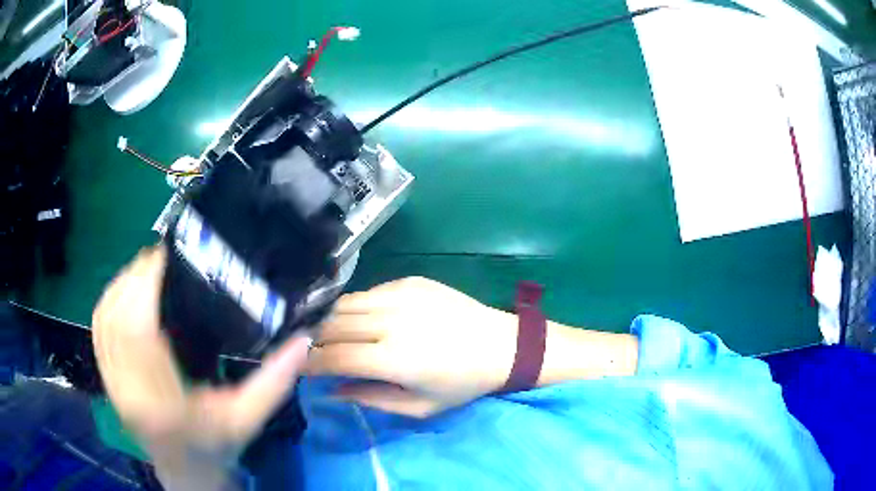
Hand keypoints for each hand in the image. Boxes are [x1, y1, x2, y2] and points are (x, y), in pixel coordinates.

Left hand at [92, 246, 310, 487]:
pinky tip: (127, 290)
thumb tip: (303, 338)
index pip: (138, 329)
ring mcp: (112, 383)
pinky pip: (99, 328)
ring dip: (121, 284)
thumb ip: (274, 381)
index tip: (167, 256)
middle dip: (135, 276)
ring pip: (103, 317)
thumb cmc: (215, 448)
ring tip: (147, 268)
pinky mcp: (107, 378)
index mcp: (161, 402)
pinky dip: (109, 300)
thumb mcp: (248, 419)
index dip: (145, 284)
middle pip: (116, 315)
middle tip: (163, 255)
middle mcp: (128, 389)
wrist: (186, 473)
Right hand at [307, 277, 518, 416]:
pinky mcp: (409, 281)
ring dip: (328, 321)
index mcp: (394, 359)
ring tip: (324, 335)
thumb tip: (331, 390)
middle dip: (311, 340)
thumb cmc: (462, 384)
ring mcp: (400, 295)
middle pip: (331, 326)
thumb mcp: (418, 407)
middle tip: (306, 352)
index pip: (332, 357)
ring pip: (344, 304)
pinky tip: (358, 320)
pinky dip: (354, 307)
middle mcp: (391, 321)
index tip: (297, 368)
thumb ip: (370, 398)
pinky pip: (367, 292)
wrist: (501, 345)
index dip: (308, 362)